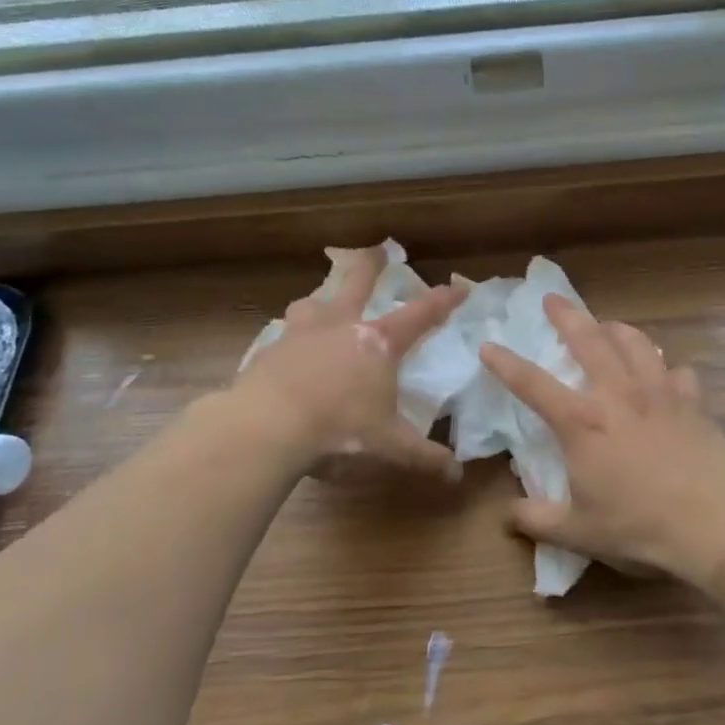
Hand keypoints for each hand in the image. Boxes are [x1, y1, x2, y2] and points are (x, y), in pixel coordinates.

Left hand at [235, 247, 464, 476]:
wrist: (265, 428)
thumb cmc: (338, 429)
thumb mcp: (387, 446)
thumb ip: (423, 457)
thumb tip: (456, 475)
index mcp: (377, 343)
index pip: (419, 315)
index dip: (442, 301)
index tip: (458, 287)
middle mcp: (340, 326)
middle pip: (357, 282)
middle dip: (371, 264)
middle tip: (377, 249)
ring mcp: (301, 334)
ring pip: (313, 302)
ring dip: (321, 299)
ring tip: (321, 303)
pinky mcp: (269, 351)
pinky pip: (284, 335)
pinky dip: (292, 338)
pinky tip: (287, 352)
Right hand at [479, 295, 724, 584]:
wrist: (711, 524)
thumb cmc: (638, 526)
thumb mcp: (578, 533)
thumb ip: (537, 520)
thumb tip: (508, 514)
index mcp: (582, 422)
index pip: (532, 383)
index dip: (506, 363)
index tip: (488, 345)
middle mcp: (617, 394)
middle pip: (588, 340)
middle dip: (566, 316)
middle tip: (552, 299)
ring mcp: (659, 392)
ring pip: (635, 343)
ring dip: (616, 329)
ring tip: (607, 326)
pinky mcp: (692, 401)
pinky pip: (677, 371)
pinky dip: (665, 368)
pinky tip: (663, 376)